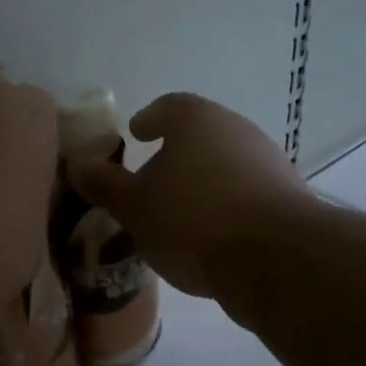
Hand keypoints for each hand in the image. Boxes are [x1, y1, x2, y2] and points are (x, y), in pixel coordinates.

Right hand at [68, 93, 309, 297]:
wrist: (277, 259)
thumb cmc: (192, 220)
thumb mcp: (136, 208)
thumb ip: (106, 185)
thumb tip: (78, 165)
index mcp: (197, 120)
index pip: (169, 106)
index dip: (150, 118)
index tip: (137, 133)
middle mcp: (236, 129)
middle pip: (199, 135)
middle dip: (174, 157)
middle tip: (149, 184)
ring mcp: (268, 162)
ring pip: (224, 165)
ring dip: (201, 183)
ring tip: (177, 216)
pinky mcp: (287, 197)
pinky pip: (245, 193)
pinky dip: (225, 206)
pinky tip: (210, 237)